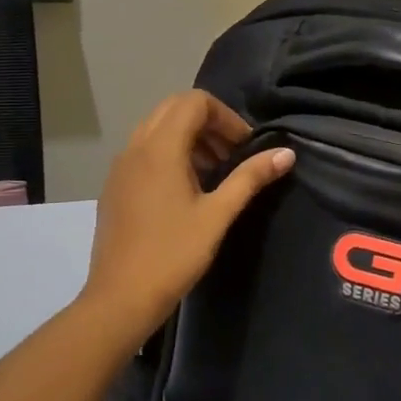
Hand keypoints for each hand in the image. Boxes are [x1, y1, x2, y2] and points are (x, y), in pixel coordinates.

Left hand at [79, 91, 294, 338]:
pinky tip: (186, 189)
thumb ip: (251, 177)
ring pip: (156, 128)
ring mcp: (120, 166)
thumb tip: (286, 153)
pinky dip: (169, 153)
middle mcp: (135, 148)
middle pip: (174, 108)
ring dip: (189, 137)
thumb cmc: (173, 255)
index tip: (244, 147)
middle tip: (232, 154)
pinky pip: (143, 150)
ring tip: (214, 172)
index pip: (194, 102)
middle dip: (208, 123)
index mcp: (160, 149)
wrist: (120, 298)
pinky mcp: (114, 186)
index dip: (226, 117)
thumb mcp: (218, 214)